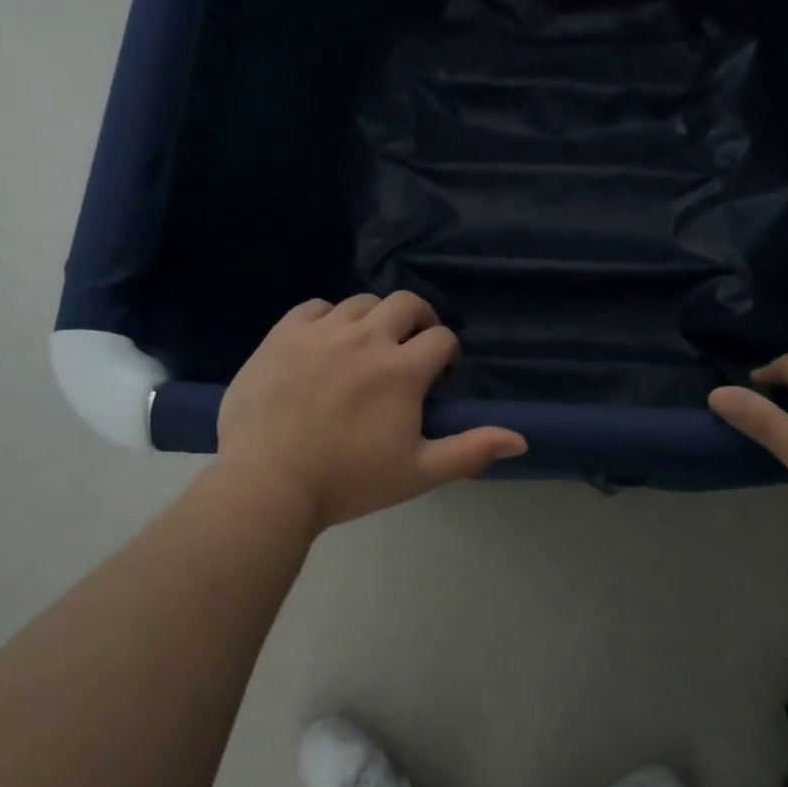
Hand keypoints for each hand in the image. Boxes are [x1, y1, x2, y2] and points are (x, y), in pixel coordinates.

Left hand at [216, 293, 526, 530]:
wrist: (267, 484)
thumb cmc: (348, 482)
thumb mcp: (418, 473)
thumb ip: (470, 451)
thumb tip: (521, 439)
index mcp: (402, 370)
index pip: (442, 338)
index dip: (446, 353)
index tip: (436, 375)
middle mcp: (367, 338)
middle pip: (406, 304)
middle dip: (418, 320)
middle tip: (410, 348)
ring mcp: (322, 332)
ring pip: (362, 302)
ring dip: (374, 318)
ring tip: (366, 346)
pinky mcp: (284, 334)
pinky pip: (315, 307)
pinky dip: (328, 318)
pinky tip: (324, 343)